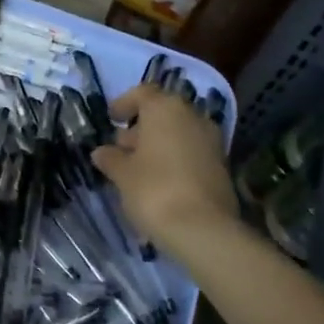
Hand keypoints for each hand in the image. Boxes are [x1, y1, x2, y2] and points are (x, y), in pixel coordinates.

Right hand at [92, 84, 237, 254]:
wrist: (203, 230)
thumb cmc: (153, 190)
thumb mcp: (122, 174)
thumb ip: (111, 158)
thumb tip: (102, 152)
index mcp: (165, 108)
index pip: (142, 93)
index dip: (124, 104)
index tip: (111, 119)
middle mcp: (192, 116)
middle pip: (163, 112)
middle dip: (141, 127)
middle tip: (121, 148)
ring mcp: (211, 140)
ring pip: (179, 133)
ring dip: (159, 144)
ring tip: (138, 168)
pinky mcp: (222, 165)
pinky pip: (191, 152)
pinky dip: (175, 159)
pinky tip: (160, 181)